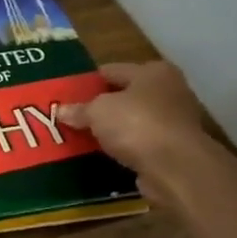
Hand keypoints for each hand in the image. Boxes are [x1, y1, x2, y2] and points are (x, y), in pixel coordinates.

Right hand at [61, 61, 211, 205]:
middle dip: (100, 107)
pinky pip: (139, 145)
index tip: (67, 95)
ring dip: (112, 130)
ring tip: (83, 138)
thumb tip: (61, 111)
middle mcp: (169, 92)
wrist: (175, 167)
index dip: (89, 82)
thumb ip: (78, 109)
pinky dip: (124, 149)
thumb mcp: (97, 111)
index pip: (112, 70)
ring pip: (132, 122)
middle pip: (125, 96)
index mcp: (153, 72)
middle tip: (72, 117)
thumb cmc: (136, 124)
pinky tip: (103, 156)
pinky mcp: (173, 149)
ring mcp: (174, 122)